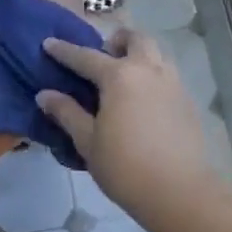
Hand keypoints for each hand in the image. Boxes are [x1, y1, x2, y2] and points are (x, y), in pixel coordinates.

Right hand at [37, 28, 219, 212]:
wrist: (179, 192)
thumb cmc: (125, 167)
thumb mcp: (88, 141)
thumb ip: (67, 113)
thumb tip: (45, 95)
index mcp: (120, 77)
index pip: (86, 56)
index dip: (64, 51)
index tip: (49, 43)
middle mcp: (149, 71)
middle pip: (135, 39)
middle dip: (117, 40)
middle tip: (103, 55)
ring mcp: (173, 84)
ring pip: (157, 54)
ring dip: (139, 55)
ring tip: (124, 78)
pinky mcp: (187, 102)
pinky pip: (167, 75)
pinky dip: (152, 76)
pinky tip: (143, 101)